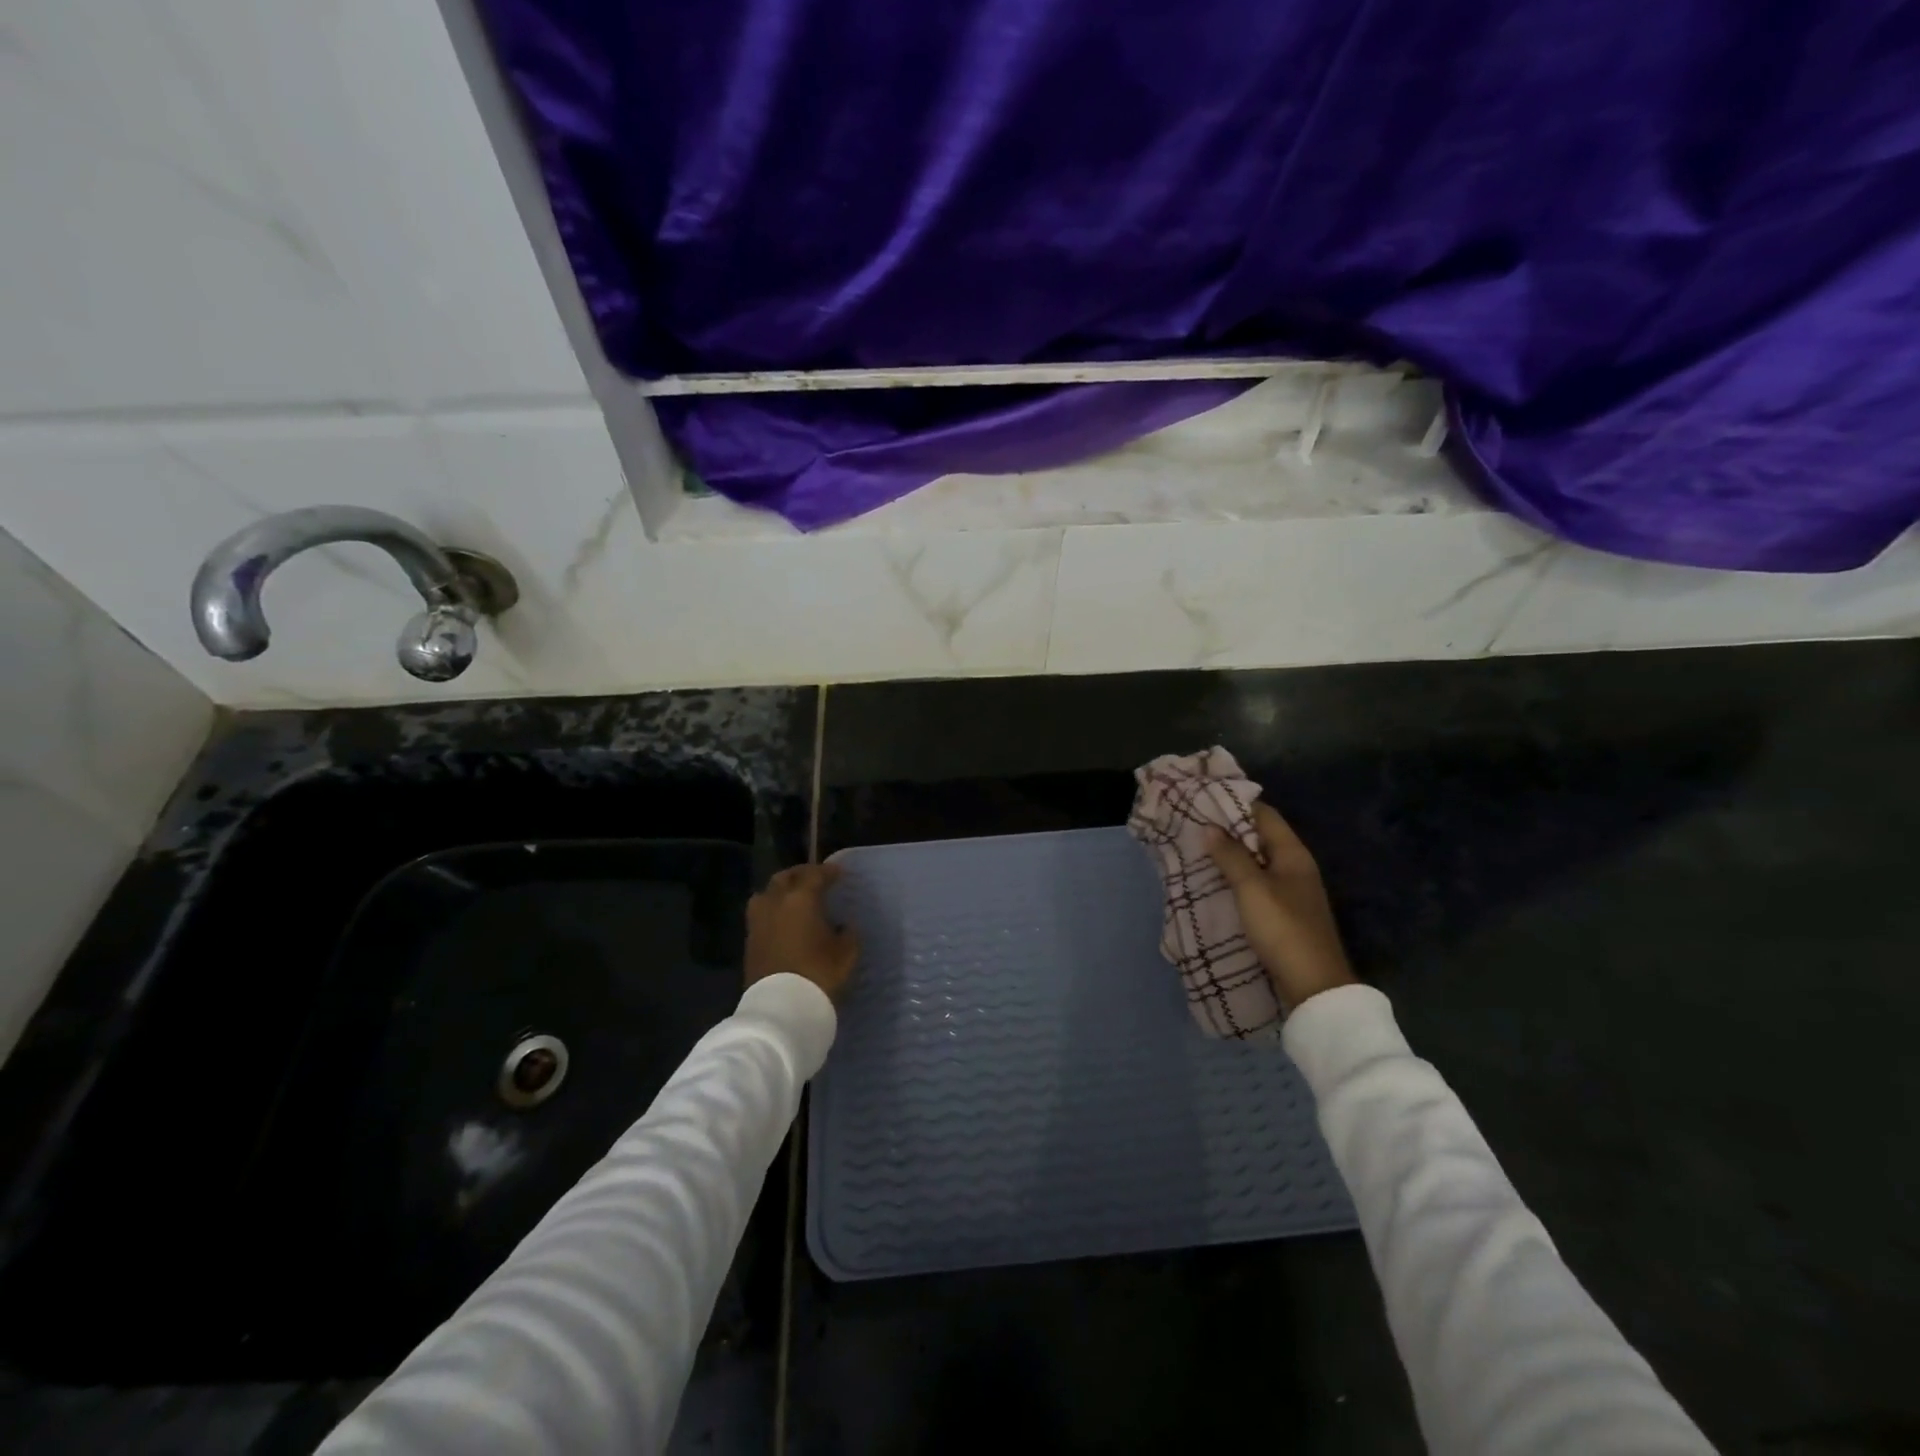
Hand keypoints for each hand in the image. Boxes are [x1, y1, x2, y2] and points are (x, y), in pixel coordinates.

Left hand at [745, 863, 859, 1003]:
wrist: (781, 1008)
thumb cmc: (819, 974)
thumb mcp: (846, 954)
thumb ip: (847, 934)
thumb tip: (843, 926)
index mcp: (801, 899)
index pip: (815, 875)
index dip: (828, 872)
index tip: (838, 873)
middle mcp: (775, 902)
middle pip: (785, 878)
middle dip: (800, 875)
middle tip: (814, 879)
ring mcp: (758, 921)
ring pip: (766, 893)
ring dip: (780, 890)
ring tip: (793, 897)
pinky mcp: (749, 940)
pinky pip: (760, 914)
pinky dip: (772, 910)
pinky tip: (783, 920)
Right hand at [1205, 803, 1356, 1011]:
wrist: (1313, 986)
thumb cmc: (1283, 929)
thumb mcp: (1252, 889)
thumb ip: (1231, 856)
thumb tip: (1211, 827)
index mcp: (1293, 854)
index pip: (1264, 815)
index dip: (1236, 804)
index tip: (1204, 800)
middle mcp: (1296, 867)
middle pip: (1260, 837)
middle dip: (1230, 830)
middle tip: (1194, 825)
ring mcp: (1291, 892)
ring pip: (1257, 862)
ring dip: (1231, 856)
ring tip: (1198, 850)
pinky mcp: (1284, 913)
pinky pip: (1257, 884)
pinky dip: (1237, 878)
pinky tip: (1216, 882)